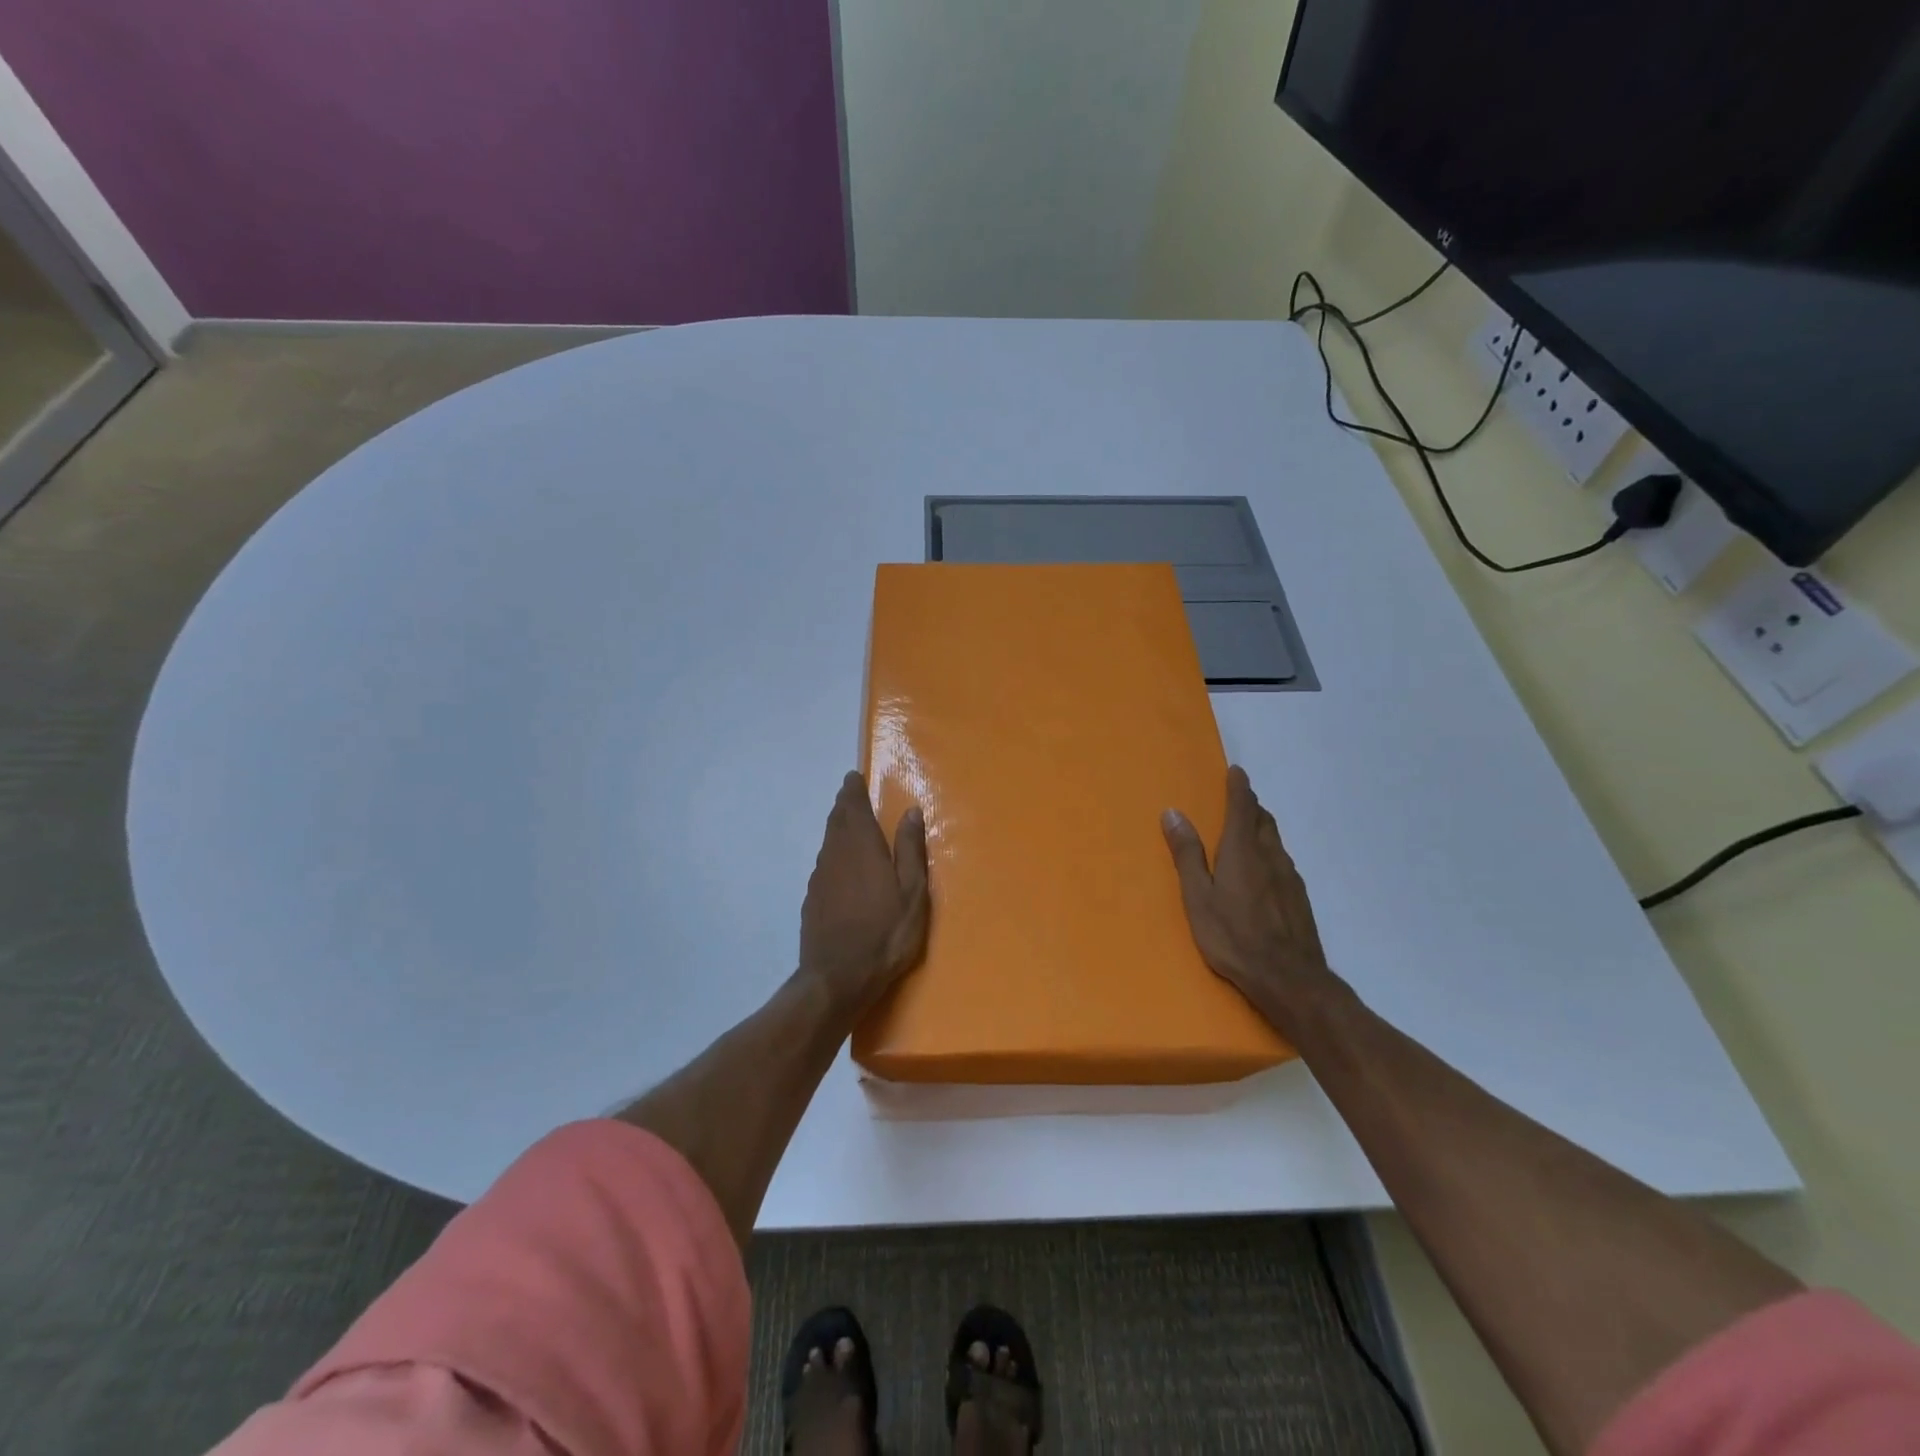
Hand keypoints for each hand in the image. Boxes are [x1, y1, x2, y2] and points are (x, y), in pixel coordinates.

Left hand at [799, 772, 930, 1009]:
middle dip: (844, 805)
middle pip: (836, 821)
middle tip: (851, 795)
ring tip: (848, 825)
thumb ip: (910, 849)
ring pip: (827, 842)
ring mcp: (819, 878)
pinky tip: (840, 868)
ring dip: (837, 829)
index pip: (852, 806)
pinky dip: (832, 856)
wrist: (837, 978)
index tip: (853, 777)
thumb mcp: (912, 892)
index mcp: (861, 846)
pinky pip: (823, 865)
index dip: (853, 790)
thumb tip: (911, 811)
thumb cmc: (885, 933)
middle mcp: (835, 854)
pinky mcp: (811, 900)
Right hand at [1162, 766, 1340, 1036]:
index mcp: (1243, 851)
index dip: (1239, 787)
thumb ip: (1188, 855)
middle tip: (1239, 801)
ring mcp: (1290, 879)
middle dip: (1251, 806)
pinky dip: (1270, 855)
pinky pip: (1283, 864)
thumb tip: (1173, 813)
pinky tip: (1263, 874)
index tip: (1236, 772)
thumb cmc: (1233, 936)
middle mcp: (1271, 857)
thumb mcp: (1198, 897)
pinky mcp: (1300, 900)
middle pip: (1264, 821)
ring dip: (1262, 830)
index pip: (1243, 807)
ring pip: (1276, 843)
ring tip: (1248, 833)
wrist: (1289, 979)